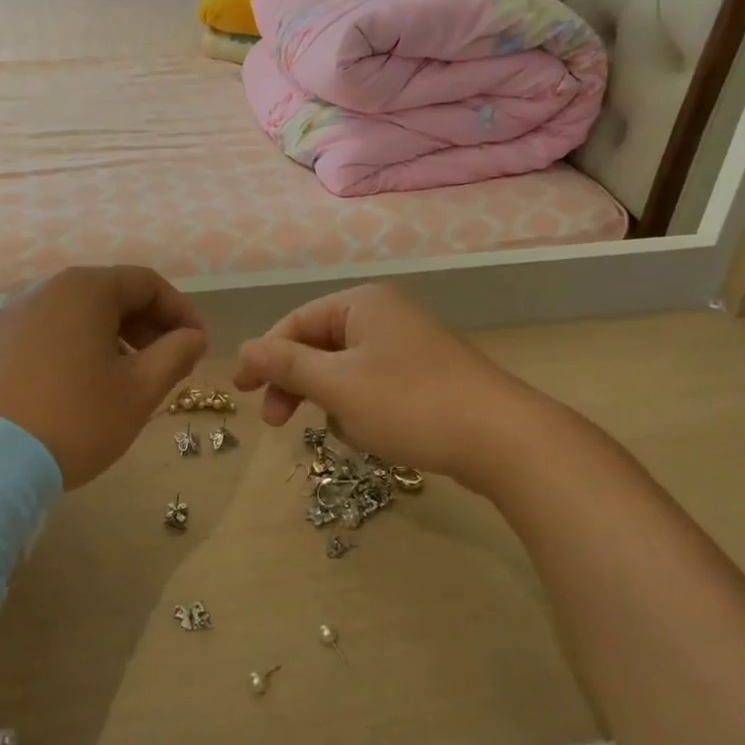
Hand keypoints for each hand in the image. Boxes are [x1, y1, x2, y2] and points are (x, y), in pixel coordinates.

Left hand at [0, 266, 206, 487]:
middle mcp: (45, 290)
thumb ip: (175, 355)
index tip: (197, 347)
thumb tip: (193, 337)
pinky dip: (78, 350)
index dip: (181, 312)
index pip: (147, 283)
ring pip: (78, 316)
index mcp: (84, 290)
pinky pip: (49, 334)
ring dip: (114, 339)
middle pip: (111, 294)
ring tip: (129, 379)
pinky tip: (83, 388)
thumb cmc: (75, 418)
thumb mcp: (139, 390)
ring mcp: (12, 317)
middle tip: (169, 364)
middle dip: (148, 326)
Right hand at [232, 283, 534, 490]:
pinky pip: (373, 387)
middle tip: (276, 423)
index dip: (264, 356)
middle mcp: (385, 316)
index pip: (296, 322)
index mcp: (363, 304)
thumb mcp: (338, 385)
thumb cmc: (409, 403)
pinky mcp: (426, 378)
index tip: (241, 391)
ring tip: (341, 433)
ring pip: (345, 371)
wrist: (502, 439)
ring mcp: (409, 347)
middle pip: (319, 345)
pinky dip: (360, 409)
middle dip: (296, 383)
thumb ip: (287, 365)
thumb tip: (244, 349)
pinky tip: (369, 436)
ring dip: (330, 401)